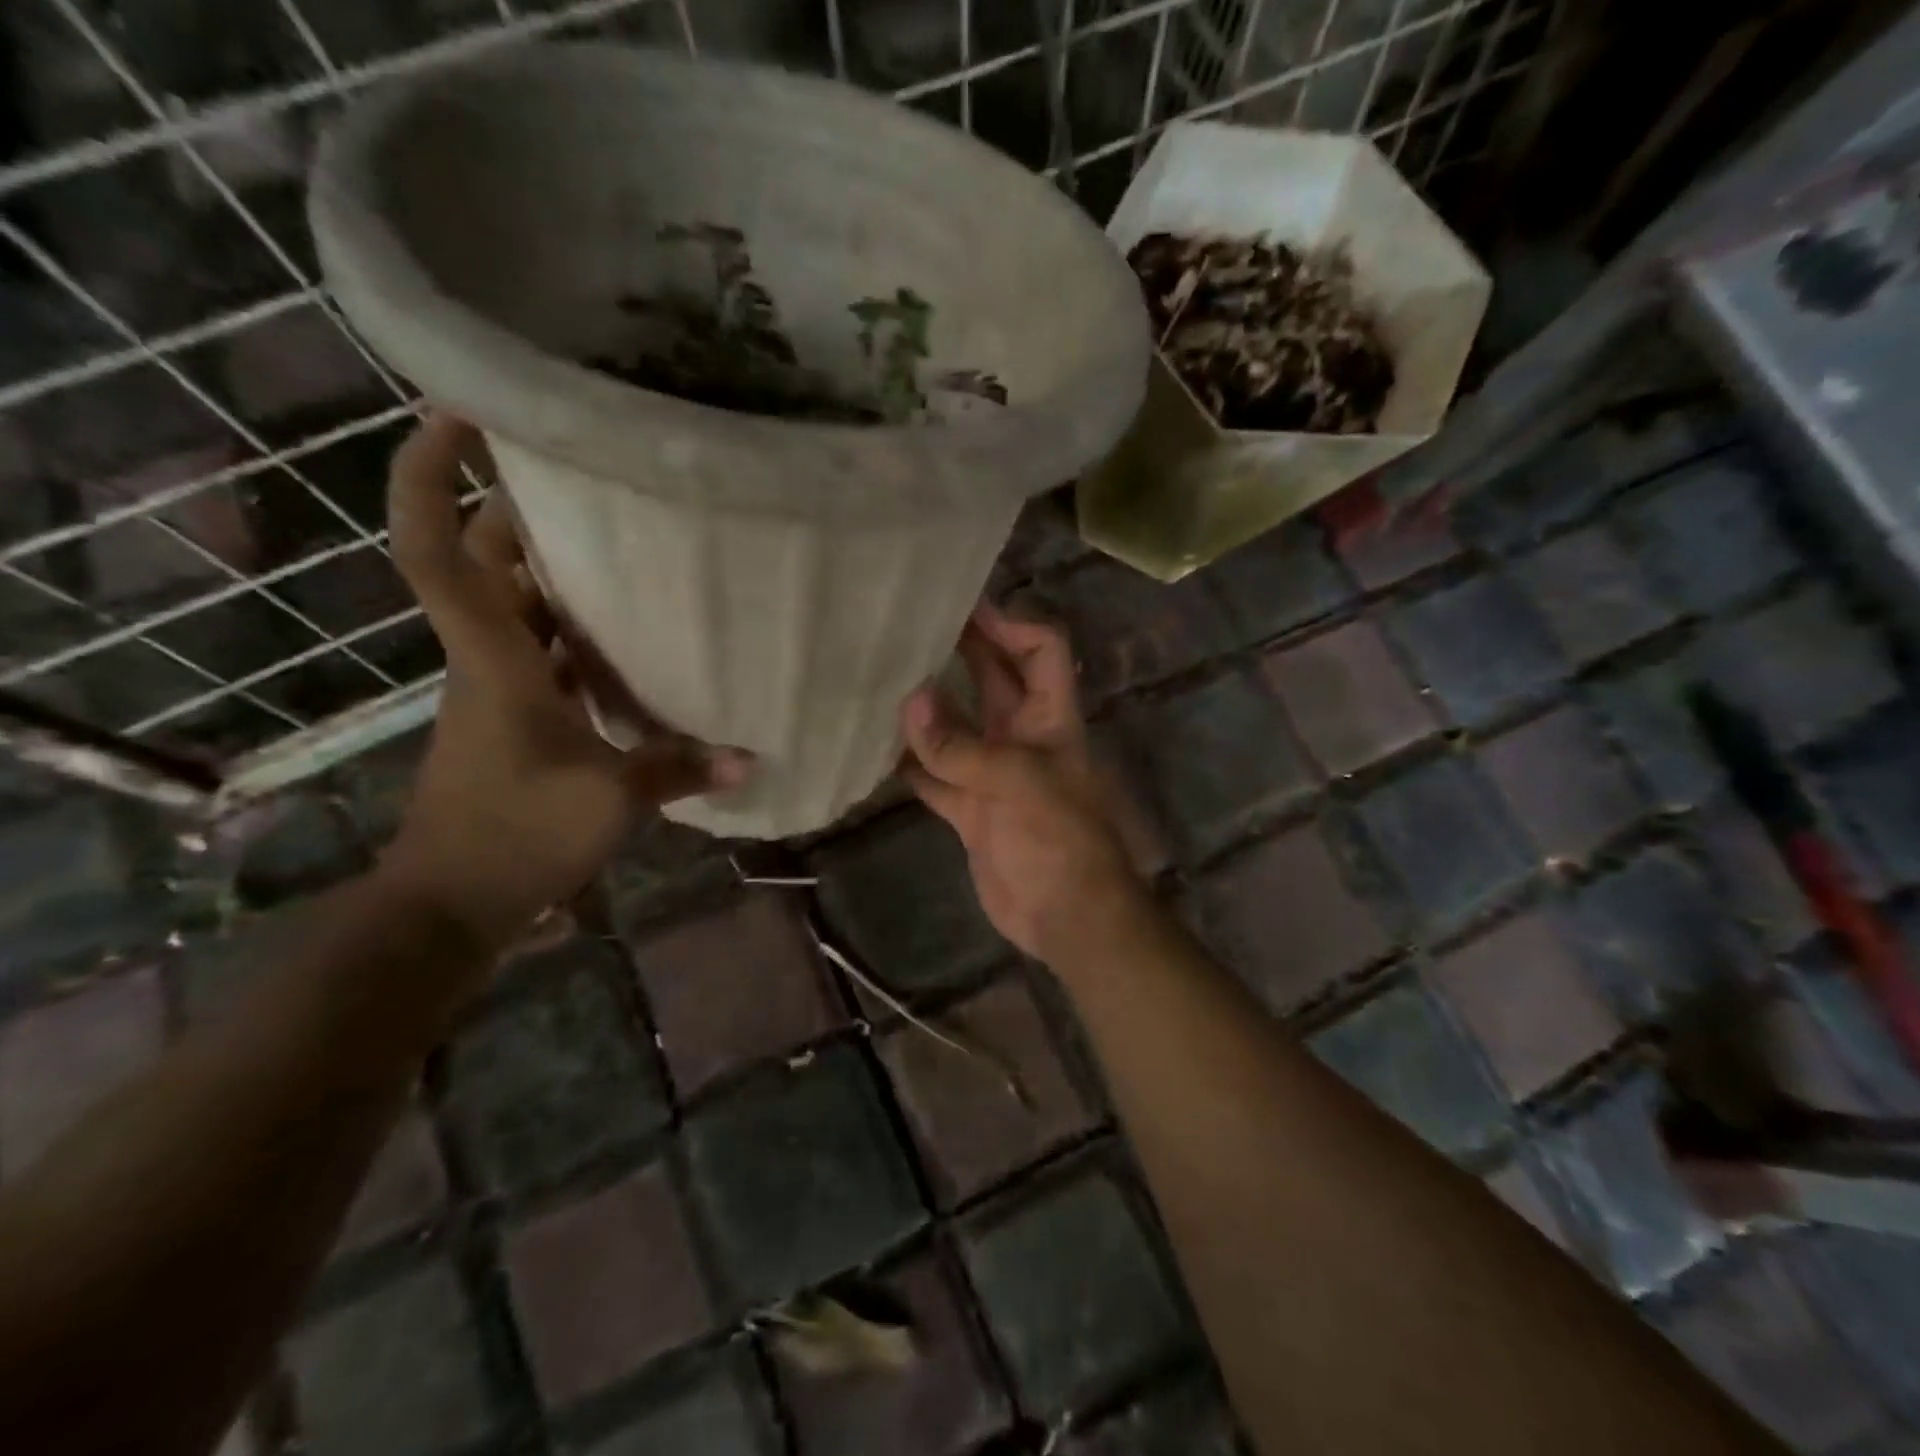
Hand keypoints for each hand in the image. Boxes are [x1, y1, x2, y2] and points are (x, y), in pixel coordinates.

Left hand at [381, 414, 749, 948]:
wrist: (452, 904)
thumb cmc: (516, 833)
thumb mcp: (609, 799)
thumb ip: (680, 769)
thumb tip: (748, 757)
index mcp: (493, 657)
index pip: (434, 548)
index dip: (430, 475)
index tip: (459, 414)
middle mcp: (488, 658)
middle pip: (484, 562)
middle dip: (520, 510)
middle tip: (592, 477)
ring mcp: (501, 689)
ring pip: (518, 607)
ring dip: (556, 572)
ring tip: (628, 542)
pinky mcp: (519, 719)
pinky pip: (546, 656)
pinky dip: (578, 637)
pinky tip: (632, 638)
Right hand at [900, 602, 1143, 962]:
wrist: (1065, 916)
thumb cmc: (1058, 839)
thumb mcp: (1015, 782)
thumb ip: (960, 746)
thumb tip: (910, 701)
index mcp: (1049, 717)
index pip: (1041, 649)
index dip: (1010, 623)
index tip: (962, 608)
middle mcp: (1022, 736)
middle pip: (993, 679)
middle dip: (960, 651)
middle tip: (907, 626)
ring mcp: (994, 773)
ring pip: (957, 727)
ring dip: (926, 709)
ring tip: (879, 678)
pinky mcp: (970, 809)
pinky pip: (935, 776)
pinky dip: (910, 765)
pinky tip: (874, 750)